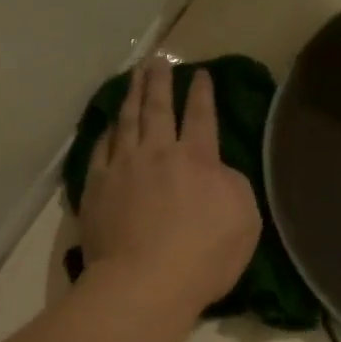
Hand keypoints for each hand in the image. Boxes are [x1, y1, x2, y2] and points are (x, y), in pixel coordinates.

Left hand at [79, 59, 260, 317]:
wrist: (143, 282)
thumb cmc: (202, 258)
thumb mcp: (244, 221)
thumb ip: (233, 186)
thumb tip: (218, 170)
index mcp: (198, 160)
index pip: (202, 117)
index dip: (203, 93)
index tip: (201, 74)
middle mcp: (157, 153)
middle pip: (158, 108)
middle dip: (161, 81)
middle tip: (159, 59)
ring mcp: (122, 168)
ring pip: (127, 121)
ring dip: (132, 96)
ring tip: (135, 76)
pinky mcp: (96, 187)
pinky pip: (100, 149)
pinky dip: (106, 133)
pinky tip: (108, 125)